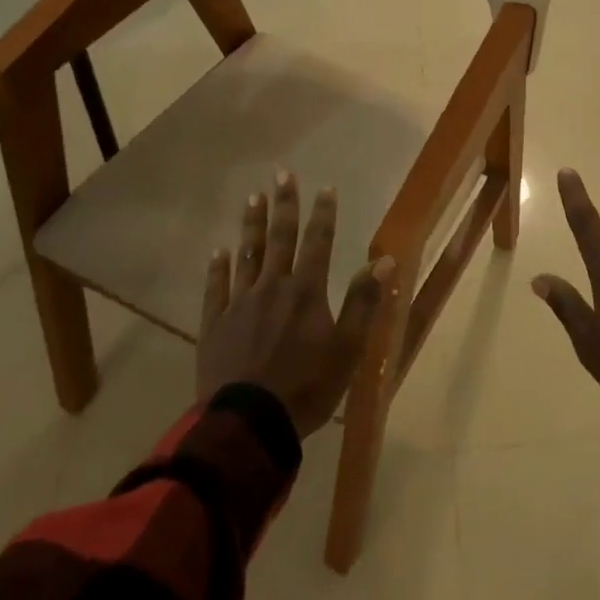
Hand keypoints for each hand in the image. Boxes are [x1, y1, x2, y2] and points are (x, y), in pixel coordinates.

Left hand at [198, 173, 393, 438]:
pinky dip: (218, 268)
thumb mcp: (347, 349)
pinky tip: (219, 252)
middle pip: (280, 238)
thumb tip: (384, 261)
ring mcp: (239, 304)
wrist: (248, 424)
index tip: (325, 188)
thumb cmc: (306, 387)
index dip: (323, 214)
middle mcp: (272, 287)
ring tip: (253, 198)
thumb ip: (363, 302)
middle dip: (284, 205)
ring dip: (252, 225)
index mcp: (306, 291)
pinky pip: (216, 288)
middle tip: (282, 174)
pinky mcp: (215, 325)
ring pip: (247, 255)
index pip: (318, 242)